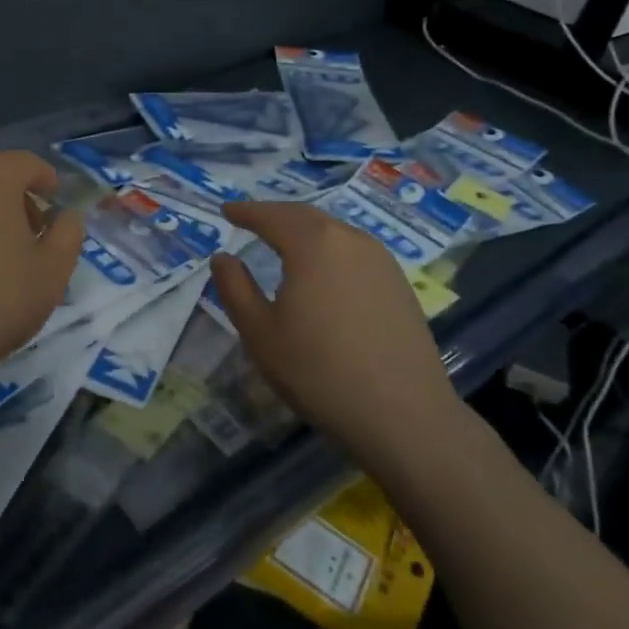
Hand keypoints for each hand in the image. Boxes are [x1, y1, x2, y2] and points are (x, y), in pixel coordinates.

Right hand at [208, 201, 462, 458]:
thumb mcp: (260, 333)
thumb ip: (234, 288)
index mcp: (313, 244)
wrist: (405, 417)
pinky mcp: (399, 285)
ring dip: (304, 231)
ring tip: (283, 241)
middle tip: (251, 219)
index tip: (226, 210)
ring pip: (333, 232)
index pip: (271, 216)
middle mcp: (349, 240)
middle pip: (305, 216)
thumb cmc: (320, 372)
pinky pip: (353, 252)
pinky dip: (328, 249)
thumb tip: (223, 258)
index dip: (245, 212)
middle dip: (275, 215)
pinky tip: (323, 271)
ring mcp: (381, 261)